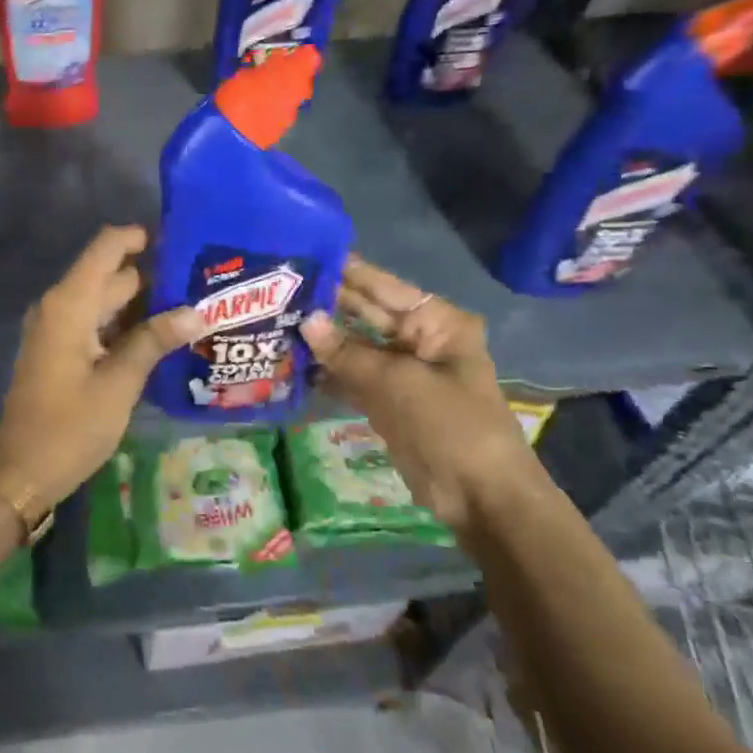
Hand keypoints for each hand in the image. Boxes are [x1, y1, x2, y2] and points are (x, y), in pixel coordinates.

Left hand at [0, 226, 202, 515]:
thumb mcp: (119, 384)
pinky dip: (124, 324)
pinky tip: (160, 337)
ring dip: (141, 303)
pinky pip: (95, 322)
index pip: (106, 247)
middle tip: (201, 282)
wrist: (22, 470)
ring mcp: (57, 328)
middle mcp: (60, 305)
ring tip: (191, 307)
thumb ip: (154, 341)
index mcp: (69, 304)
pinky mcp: (59, 350)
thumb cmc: (70, 426)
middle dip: (152, 275)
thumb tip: (196, 311)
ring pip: (104, 300)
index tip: (180, 241)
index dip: (139, 237)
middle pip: (110, 274)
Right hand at [299, 254, 541, 538]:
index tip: (303, 255)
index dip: (345, 271)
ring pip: (353, 346)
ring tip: (271, 319)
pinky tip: (288, 360)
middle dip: (325, 305)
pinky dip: (325, 371)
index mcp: (436, 322)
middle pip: (364, 313)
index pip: (381, 286)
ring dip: (319, 339)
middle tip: (275, 289)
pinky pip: (350, 375)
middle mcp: (417, 339)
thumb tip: (306, 320)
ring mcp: (400, 371)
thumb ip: (347, 352)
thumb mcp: (397, 383)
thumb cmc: (450, 426)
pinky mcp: (386, 399)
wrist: (481, 498)